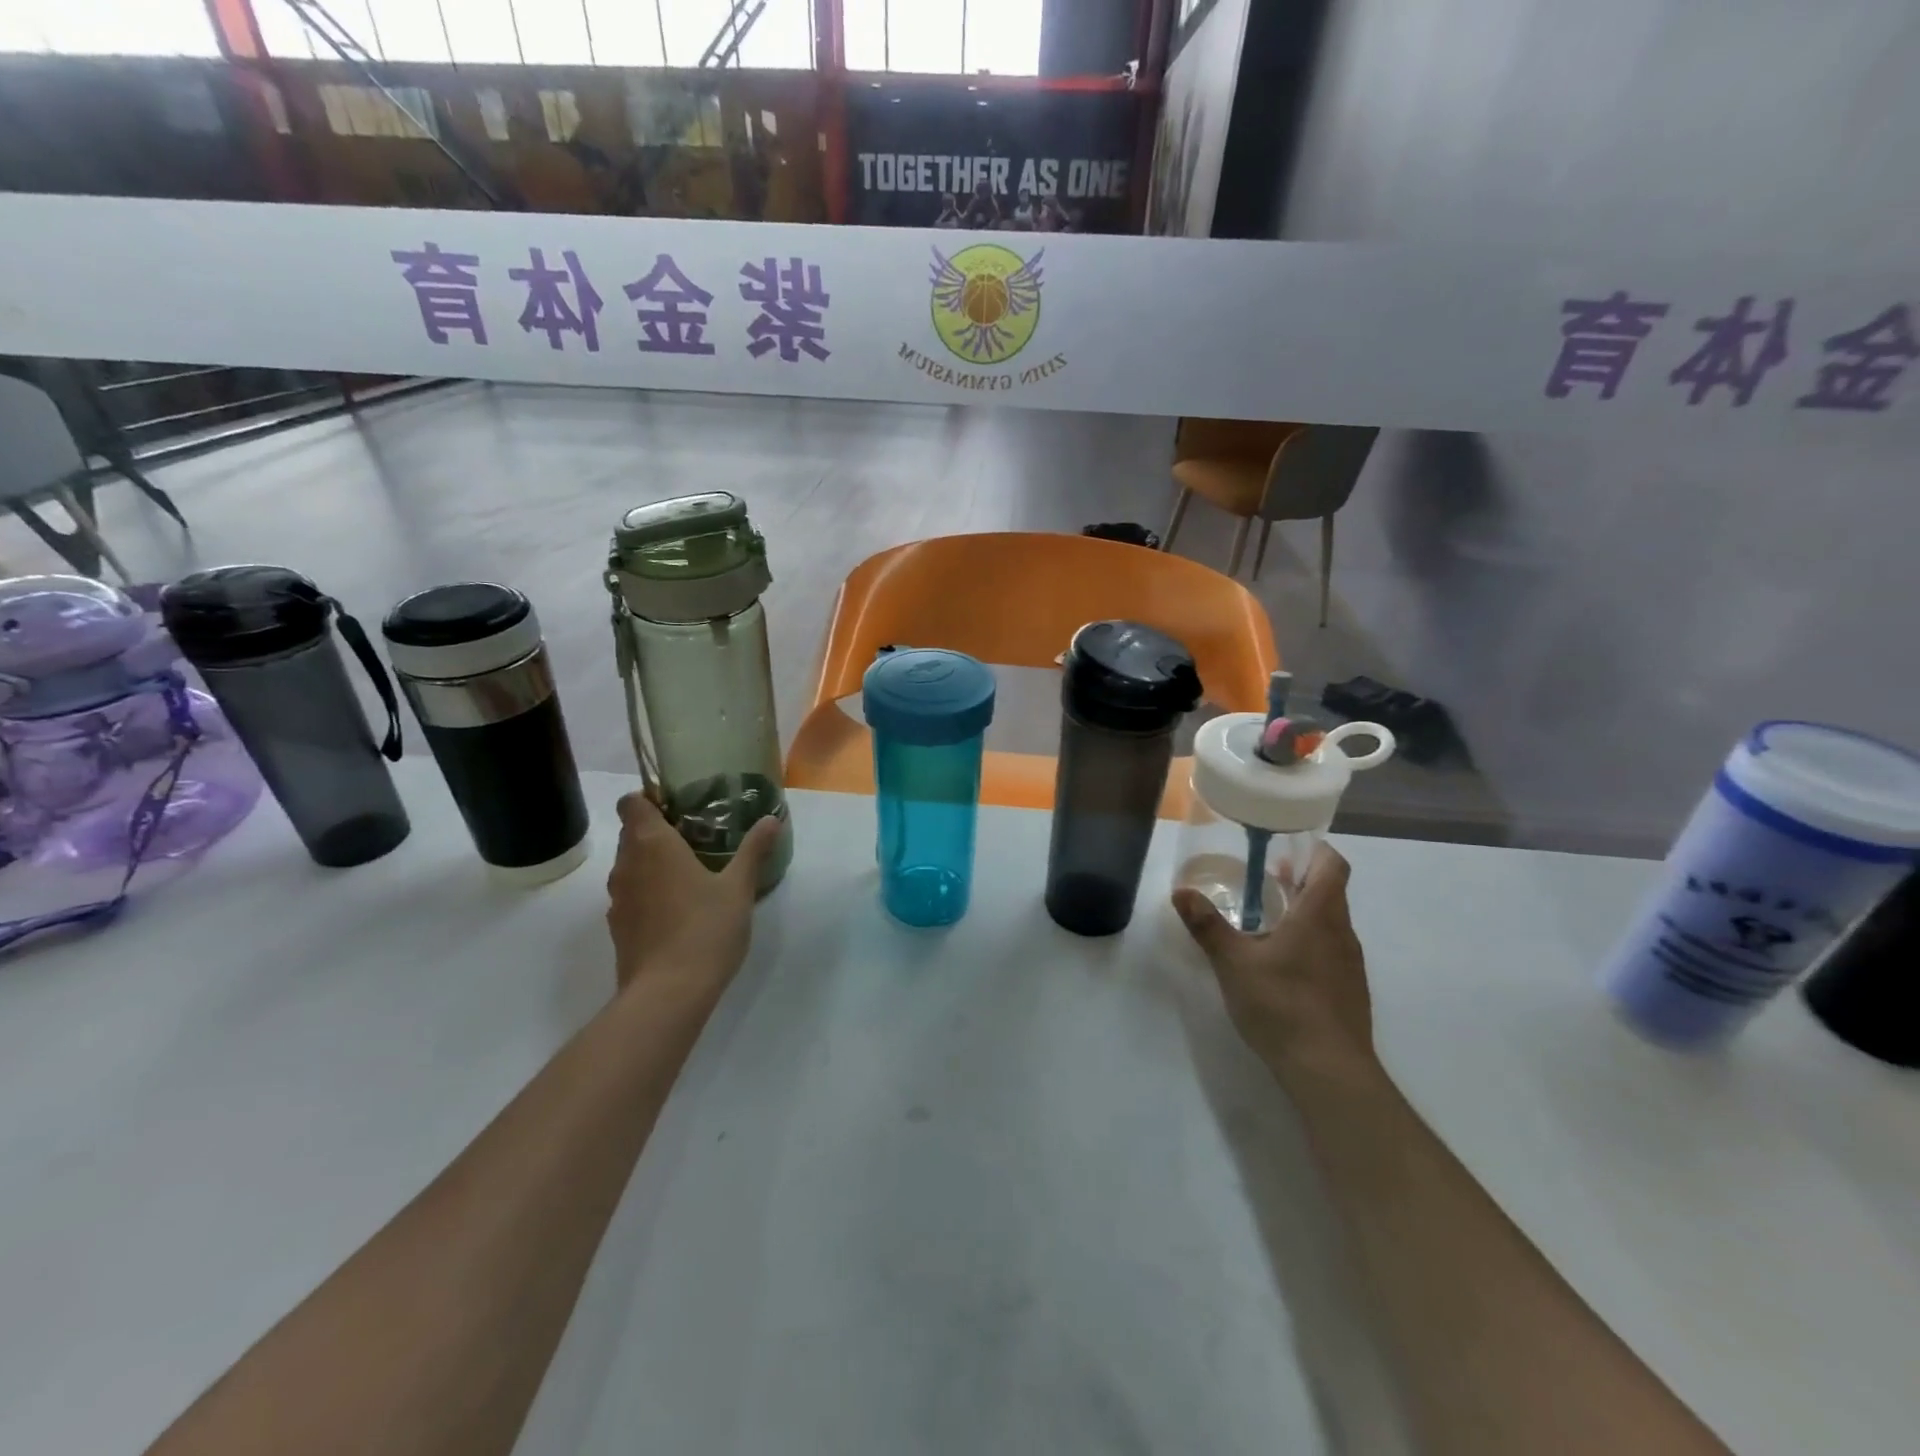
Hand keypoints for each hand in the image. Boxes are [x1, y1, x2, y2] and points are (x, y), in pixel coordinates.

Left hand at [605, 793, 780, 991]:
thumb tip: (772, 818)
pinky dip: (649, 892)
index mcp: (652, 844)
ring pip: (630, 864)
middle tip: (697, 837)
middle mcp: (627, 864)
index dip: (650, 798)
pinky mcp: (618, 927)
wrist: (667, 994)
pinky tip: (679, 908)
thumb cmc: (705, 929)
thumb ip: (753, 850)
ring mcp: (618, 898)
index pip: (632, 802)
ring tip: (690, 872)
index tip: (679, 806)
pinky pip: (632, 894)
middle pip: (632, 832)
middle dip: (658, 830)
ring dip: (653, 862)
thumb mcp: (739, 887)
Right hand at [1173, 841, 1380, 1088]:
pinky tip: (1279, 963)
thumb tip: (1181, 892)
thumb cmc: (1282, 1004)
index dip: (1314, 849)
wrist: (1329, 1071)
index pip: (1332, 865)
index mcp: (1320, 915)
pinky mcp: (1348, 991)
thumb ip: (1208, 925)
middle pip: (1330, 892)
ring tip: (1265, 918)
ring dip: (1303, 912)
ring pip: (1330, 923)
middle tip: (1263, 877)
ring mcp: (1349, 964)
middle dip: (1299, 879)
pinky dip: (1308, 942)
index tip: (1285, 845)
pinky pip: (1330, 951)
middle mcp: (1342, 933)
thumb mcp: (1233, 962)